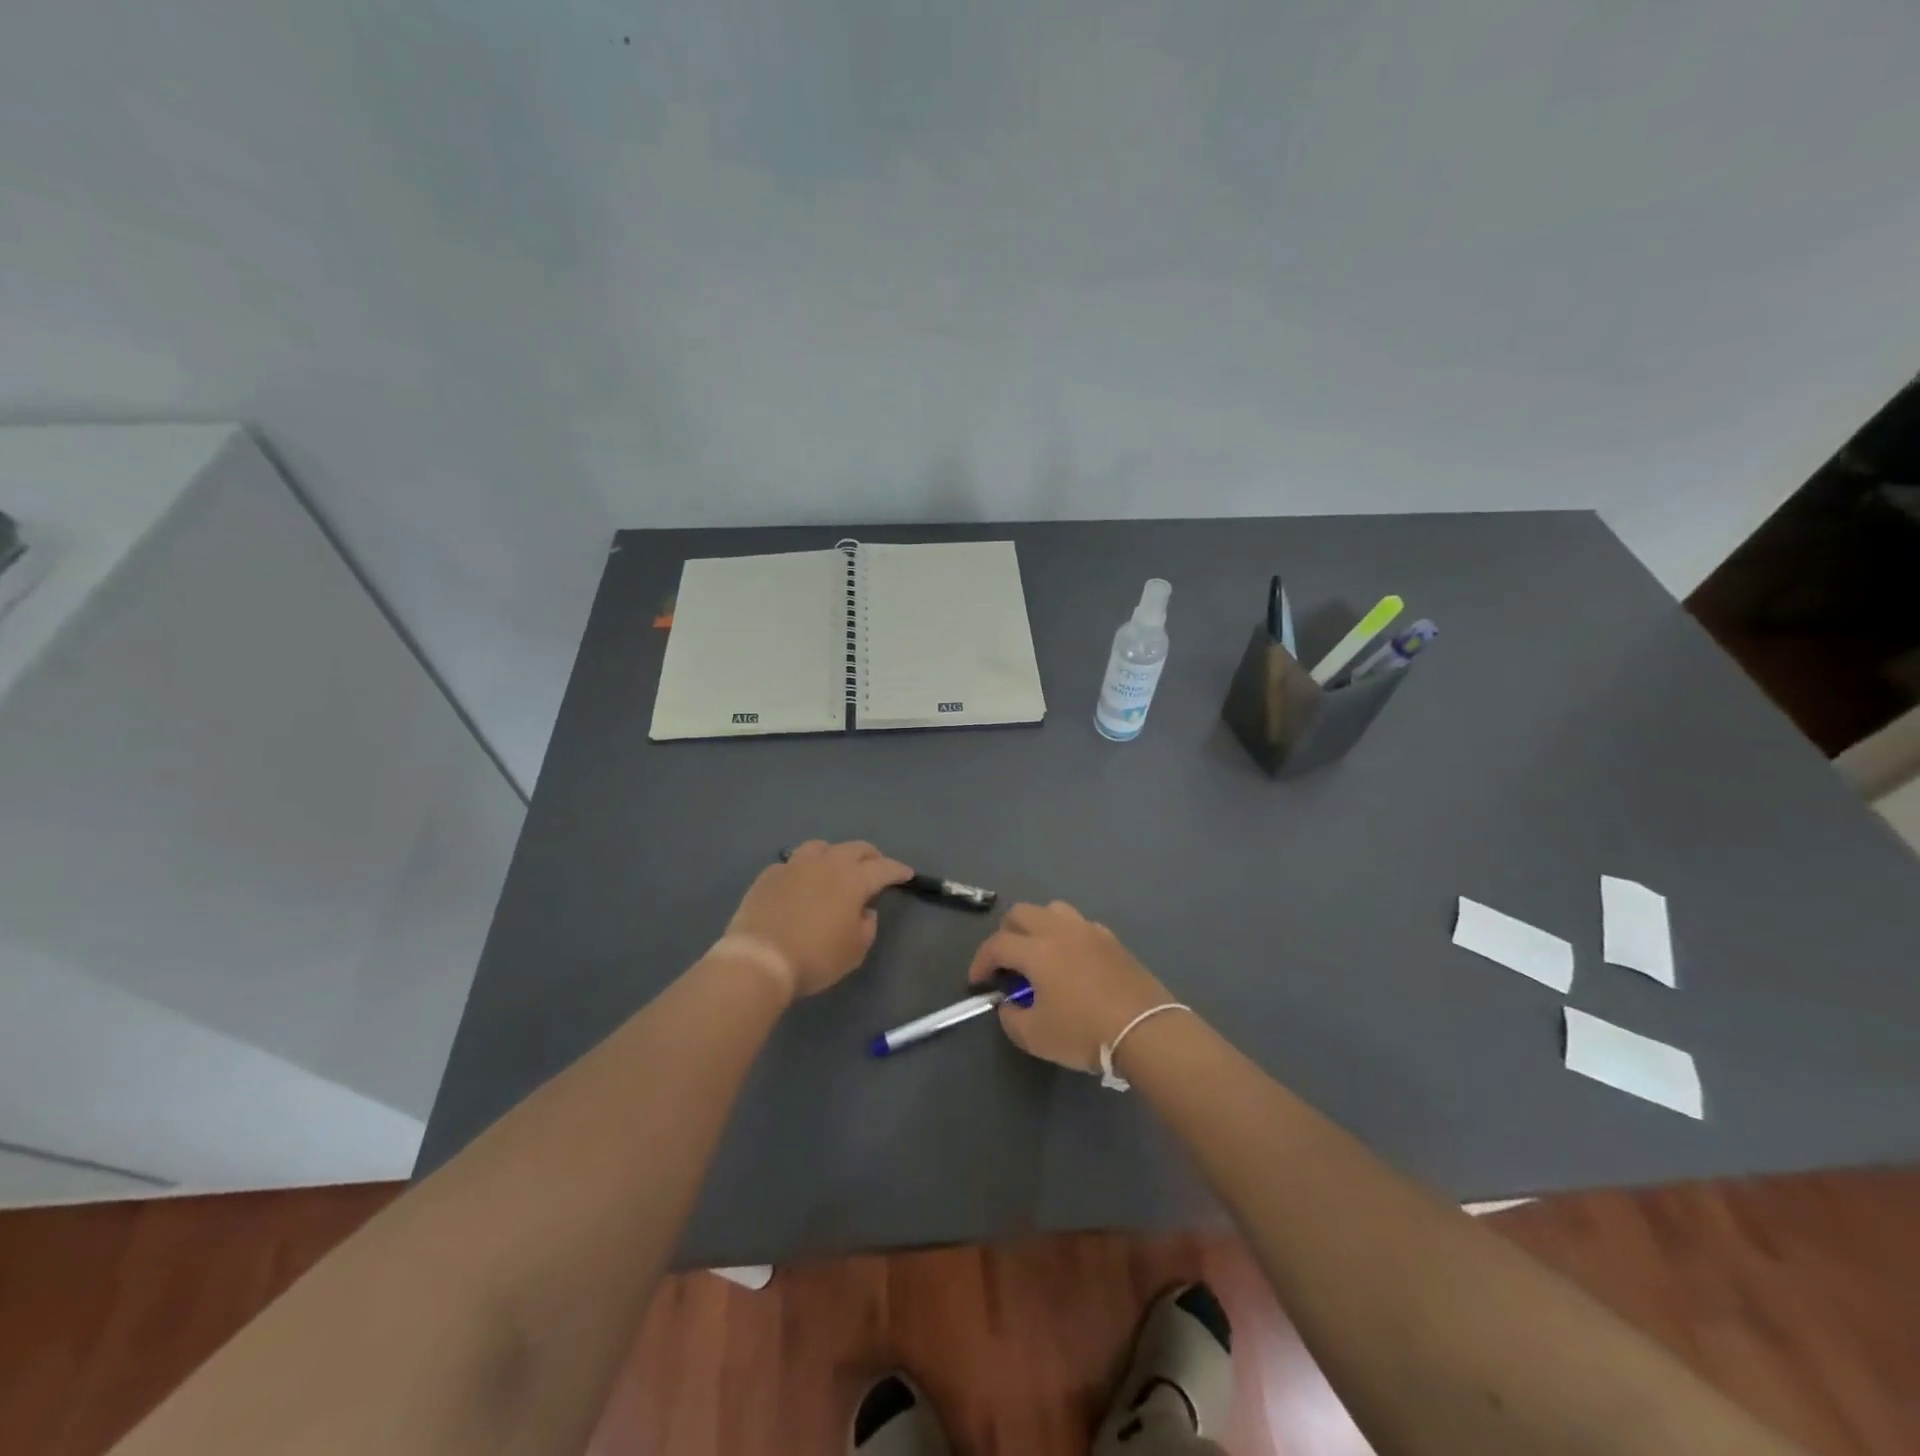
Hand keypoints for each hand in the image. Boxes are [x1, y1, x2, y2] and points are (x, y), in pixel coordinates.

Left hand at [720, 840, 912, 1002]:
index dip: (898, 870)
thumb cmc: (815, 957)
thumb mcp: (855, 950)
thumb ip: (866, 925)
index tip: (906, 874)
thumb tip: (864, 910)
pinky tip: (800, 883)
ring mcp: (795, 865)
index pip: (884, 867)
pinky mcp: (769, 874)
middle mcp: (827, 863)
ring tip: (835, 868)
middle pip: (855, 848)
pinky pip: (792, 863)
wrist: (759, 958)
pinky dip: (803, 869)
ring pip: (821, 847)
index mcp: (854, 880)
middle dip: (870, 856)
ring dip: (834, 854)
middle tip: (875, 867)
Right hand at [967, 901, 1172, 1071]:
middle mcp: (1060, 930)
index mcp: (1037, 950)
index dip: (980, 962)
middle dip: (1005, 934)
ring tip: (1038, 954)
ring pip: (1052, 910)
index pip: (996, 945)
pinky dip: (1066, 935)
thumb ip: (1011, 1018)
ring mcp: (1089, 931)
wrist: (1146, 1030)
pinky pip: (1080, 925)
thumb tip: (1009, 1005)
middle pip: (1021, 913)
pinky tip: (1071, 961)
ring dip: (1037, 926)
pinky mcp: (1112, 940)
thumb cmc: (1084, 1032)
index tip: (978, 982)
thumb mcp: (1035, 1036)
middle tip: (1005, 963)